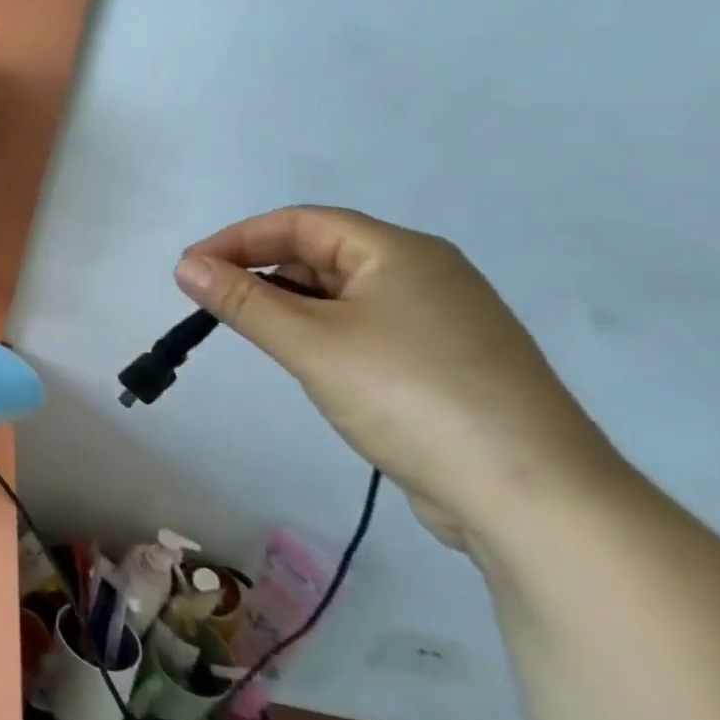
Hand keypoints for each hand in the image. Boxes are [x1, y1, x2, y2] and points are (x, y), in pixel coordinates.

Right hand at [174, 206, 623, 551]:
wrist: (534, 496)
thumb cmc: (410, 397)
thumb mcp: (310, 344)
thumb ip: (242, 301)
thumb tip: (184, 265)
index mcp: (399, 252)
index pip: (300, 222)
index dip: (237, 238)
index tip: (189, 269)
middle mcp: (425, 273)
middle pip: (322, 253)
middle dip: (260, 271)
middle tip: (212, 303)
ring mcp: (442, 319)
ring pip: (343, 293)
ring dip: (289, 304)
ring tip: (251, 333)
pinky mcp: (446, 361)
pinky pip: (365, 326)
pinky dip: (322, 332)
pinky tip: (306, 361)